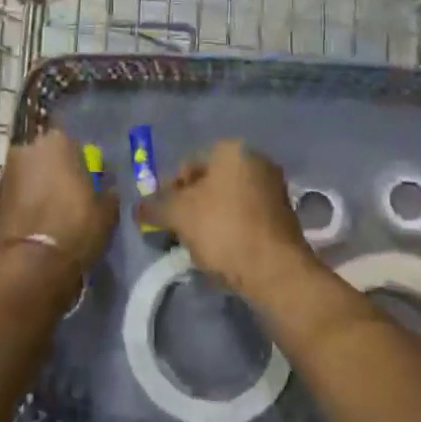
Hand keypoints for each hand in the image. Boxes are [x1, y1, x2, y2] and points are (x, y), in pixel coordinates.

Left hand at [0, 131, 115, 275]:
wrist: (33, 262)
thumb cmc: (76, 227)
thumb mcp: (107, 212)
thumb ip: (107, 193)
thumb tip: (107, 190)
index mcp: (58, 141)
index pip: (74, 146)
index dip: (81, 166)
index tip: (87, 184)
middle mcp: (28, 148)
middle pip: (47, 157)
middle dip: (56, 172)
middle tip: (69, 197)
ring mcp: (7, 170)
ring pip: (30, 174)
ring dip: (38, 186)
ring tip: (52, 212)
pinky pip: (17, 193)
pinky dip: (25, 202)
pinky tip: (36, 222)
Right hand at [147, 141, 315, 301]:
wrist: (275, 270)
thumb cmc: (223, 229)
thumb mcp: (178, 215)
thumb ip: (154, 207)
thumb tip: (137, 208)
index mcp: (232, 150)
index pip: (188, 165)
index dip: (169, 190)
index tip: (163, 216)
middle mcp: (257, 161)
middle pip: (209, 182)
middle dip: (190, 205)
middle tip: (178, 231)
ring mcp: (273, 188)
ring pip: (227, 201)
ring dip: (209, 219)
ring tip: (198, 246)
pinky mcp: (283, 217)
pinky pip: (245, 217)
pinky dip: (230, 230)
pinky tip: (222, 252)